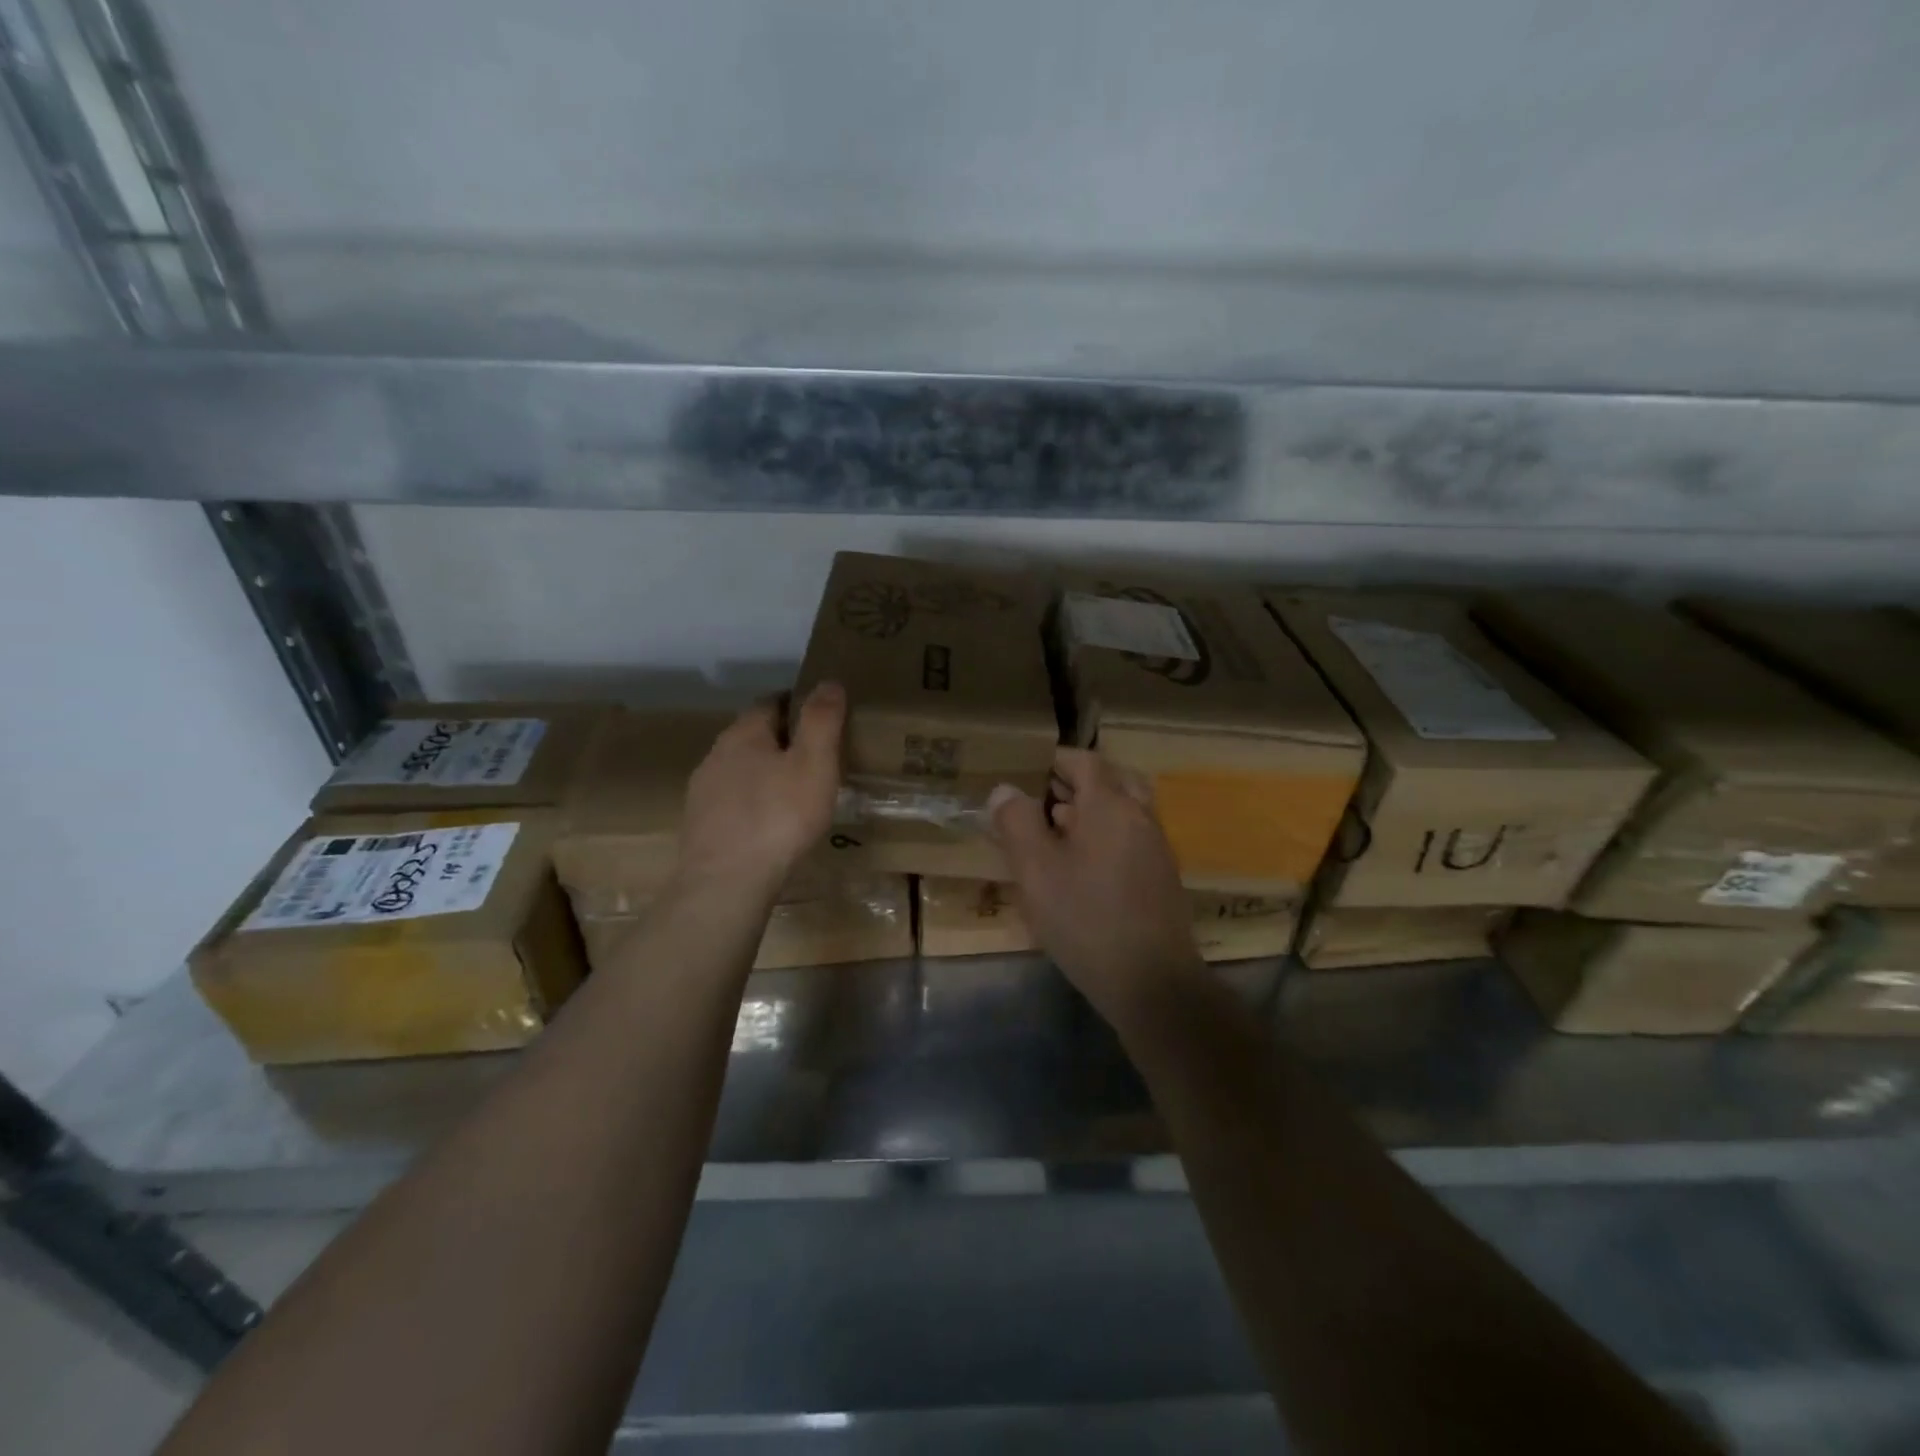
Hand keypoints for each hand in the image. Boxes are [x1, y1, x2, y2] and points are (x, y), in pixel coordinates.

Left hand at [675, 683, 844, 896]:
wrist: (726, 882)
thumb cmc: (778, 817)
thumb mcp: (814, 764)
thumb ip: (821, 720)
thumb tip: (828, 682)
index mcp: (744, 733)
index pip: (771, 702)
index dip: (798, 704)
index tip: (823, 717)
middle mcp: (716, 754)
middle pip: (754, 735)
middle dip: (783, 740)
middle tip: (816, 756)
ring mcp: (703, 791)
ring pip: (740, 769)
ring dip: (765, 772)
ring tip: (796, 791)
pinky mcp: (700, 824)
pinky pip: (732, 801)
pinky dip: (753, 802)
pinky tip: (769, 823)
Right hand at [989, 747, 1205, 1033]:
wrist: (1152, 982)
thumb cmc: (1086, 918)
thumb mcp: (1036, 870)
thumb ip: (1017, 822)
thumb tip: (1005, 789)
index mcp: (1111, 805)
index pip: (1085, 761)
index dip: (1055, 760)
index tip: (1026, 769)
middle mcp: (1140, 817)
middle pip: (1112, 781)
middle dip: (1077, 783)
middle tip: (1044, 798)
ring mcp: (1157, 849)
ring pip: (1124, 811)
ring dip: (1092, 812)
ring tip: (1055, 832)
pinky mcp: (1162, 879)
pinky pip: (1131, 839)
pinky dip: (1106, 837)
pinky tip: (1081, 869)